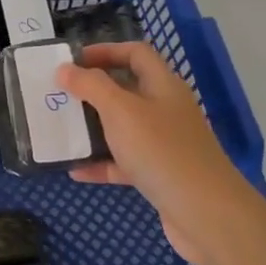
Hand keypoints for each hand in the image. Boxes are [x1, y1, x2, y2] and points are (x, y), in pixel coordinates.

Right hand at [57, 42, 263, 264]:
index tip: (72, 61)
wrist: (205, 213)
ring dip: (93, 127)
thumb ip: (90, 86)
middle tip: (60, 94)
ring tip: (62, 129)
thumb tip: (65, 69)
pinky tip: (75, 170)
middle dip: (93, 90)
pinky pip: (124, 162)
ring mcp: (164, 143)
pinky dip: (101, 163)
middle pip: (126, 89)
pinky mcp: (159, 174)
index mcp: (162, 85)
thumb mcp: (120, 110)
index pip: (135, 53)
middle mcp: (165, 109)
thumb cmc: (161, 150)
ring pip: (123, 127)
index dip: (105, 51)